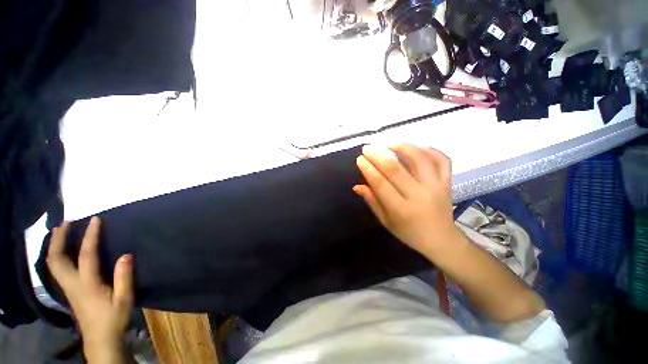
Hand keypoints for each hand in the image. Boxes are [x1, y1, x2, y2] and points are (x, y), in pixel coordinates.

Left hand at [47, 217, 132, 361]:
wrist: (100, 338)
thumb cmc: (113, 317)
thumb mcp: (124, 298)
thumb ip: (124, 277)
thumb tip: (126, 254)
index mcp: (87, 284)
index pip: (87, 254)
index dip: (90, 236)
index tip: (95, 219)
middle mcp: (72, 283)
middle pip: (57, 258)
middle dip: (58, 239)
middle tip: (65, 222)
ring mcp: (67, 287)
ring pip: (53, 263)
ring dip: (54, 245)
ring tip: (60, 231)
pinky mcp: (68, 291)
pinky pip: (57, 268)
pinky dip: (56, 255)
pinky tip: (62, 250)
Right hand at [353, 144, 459, 255]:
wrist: (441, 240)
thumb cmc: (409, 233)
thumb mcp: (386, 221)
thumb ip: (372, 202)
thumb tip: (357, 186)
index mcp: (401, 210)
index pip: (381, 184)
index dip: (368, 169)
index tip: (360, 159)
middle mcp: (419, 196)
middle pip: (396, 169)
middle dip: (378, 155)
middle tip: (367, 148)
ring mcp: (436, 187)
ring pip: (419, 159)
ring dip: (402, 147)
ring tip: (388, 143)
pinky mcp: (447, 182)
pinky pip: (442, 160)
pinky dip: (431, 150)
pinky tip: (417, 146)